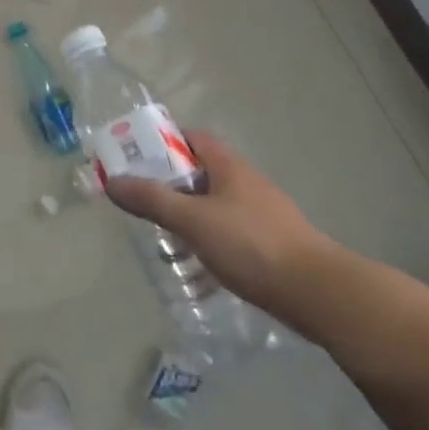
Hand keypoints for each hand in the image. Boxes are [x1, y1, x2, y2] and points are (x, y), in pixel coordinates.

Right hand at [105, 130, 336, 328]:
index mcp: (229, 166)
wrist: (317, 292)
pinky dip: (210, 238)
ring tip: (166, 237)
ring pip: (216, 204)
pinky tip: (200, 263)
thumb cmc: (251, 244)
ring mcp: (263, 213)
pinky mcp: (272, 243)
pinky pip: (231, 230)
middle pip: (201, 171)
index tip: (138, 160)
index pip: (193, 137)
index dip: (164, 143)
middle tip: (144, 201)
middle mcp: (247, 182)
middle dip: (172, 184)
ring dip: (190, 214)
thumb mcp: (192, 220)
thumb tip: (111, 181)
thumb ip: (152, 200)